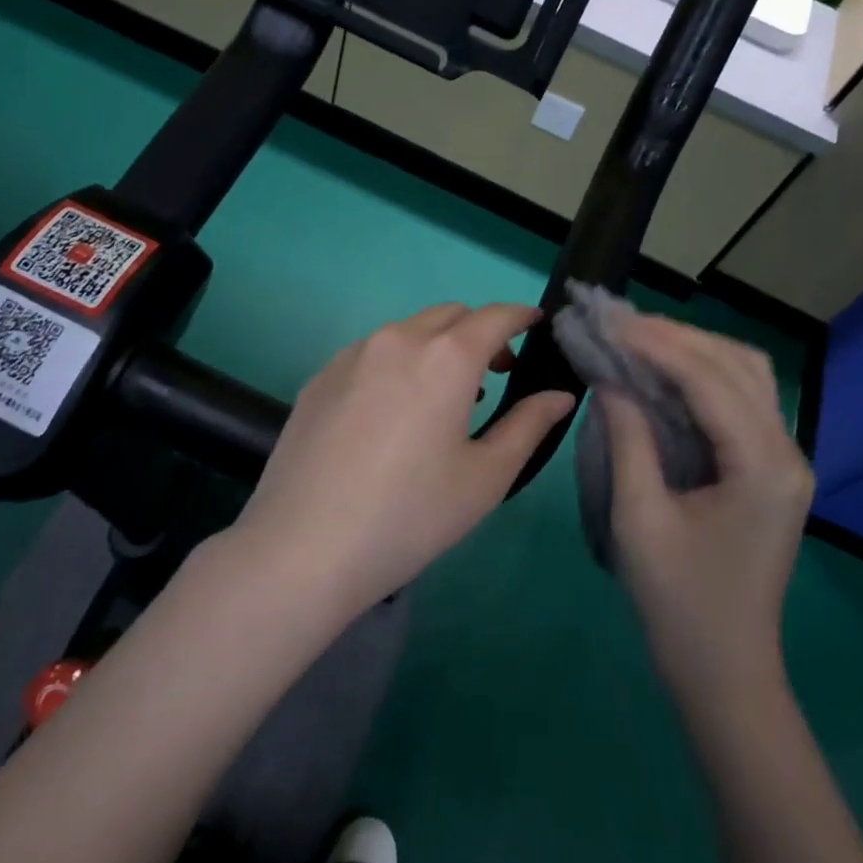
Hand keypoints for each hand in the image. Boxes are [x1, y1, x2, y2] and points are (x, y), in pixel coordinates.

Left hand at [233, 302, 574, 622]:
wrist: (303, 547)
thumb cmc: (410, 515)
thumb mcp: (485, 477)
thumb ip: (528, 425)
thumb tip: (559, 395)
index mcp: (445, 358)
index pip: (495, 316)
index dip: (521, 316)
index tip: (536, 326)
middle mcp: (397, 340)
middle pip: (449, 316)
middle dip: (480, 332)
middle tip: (497, 371)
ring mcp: (351, 356)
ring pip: (407, 331)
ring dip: (436, 346)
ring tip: (445, 395)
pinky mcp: (319, 377)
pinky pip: (371, 353)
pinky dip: (397, 362)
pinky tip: (392, 411)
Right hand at [601, 314, 813, 702]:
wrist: (725, 671)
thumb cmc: (677, 603)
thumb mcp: (639, 520)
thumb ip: (627, 439)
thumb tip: (610, 380)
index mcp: (763, 467)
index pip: (709, 379)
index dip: (657, 344)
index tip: (609, 322)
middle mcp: (787, 452)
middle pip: (738, 365)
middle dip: (677, 337)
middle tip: (619, 324)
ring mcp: (785, 461)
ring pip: (745, 377)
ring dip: (693, 350)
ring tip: (637, 339)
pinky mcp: (770, 471)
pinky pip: (740, 403)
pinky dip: (701, 377)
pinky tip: (663, 374)